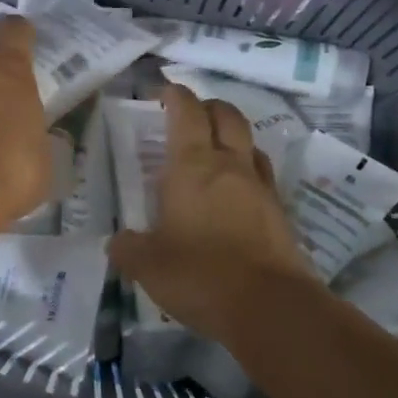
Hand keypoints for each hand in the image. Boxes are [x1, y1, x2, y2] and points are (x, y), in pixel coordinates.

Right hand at [110, 84, 319, 337]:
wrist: (269, 306)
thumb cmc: (200, 275)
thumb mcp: (148, 265)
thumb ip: (128, 248)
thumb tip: (118, 241)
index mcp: (193, 167)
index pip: (187, 113)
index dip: (176, 96)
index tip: (164, 91)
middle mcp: (230, 166)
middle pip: (226, 115)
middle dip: (208, 106)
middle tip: (191, 114)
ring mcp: (260, 187)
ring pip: (250, 143)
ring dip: (233, 136)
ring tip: (216, 151)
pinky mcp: (280, 212)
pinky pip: (263, 176)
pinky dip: (248, 171)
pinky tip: (237, 192)